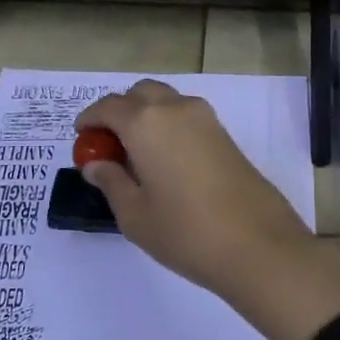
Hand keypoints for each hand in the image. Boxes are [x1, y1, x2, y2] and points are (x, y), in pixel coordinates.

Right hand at [76, 80, 339, 339]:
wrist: (258, 245)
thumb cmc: (185, 232)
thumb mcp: (135, 215)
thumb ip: (111, 182)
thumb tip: (96, 163)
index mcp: (146, 123)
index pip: (109, 107)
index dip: (90, 120)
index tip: (82, 139)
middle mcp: (177, 109)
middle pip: (140, 94)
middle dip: (120, 111)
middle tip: (109, 146)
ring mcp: (206, 120)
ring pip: (167, 102)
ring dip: (146, 116)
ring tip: (137, 156)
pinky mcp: (226, 136)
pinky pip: (187, 118)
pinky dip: (169, 127)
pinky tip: (166, 162)